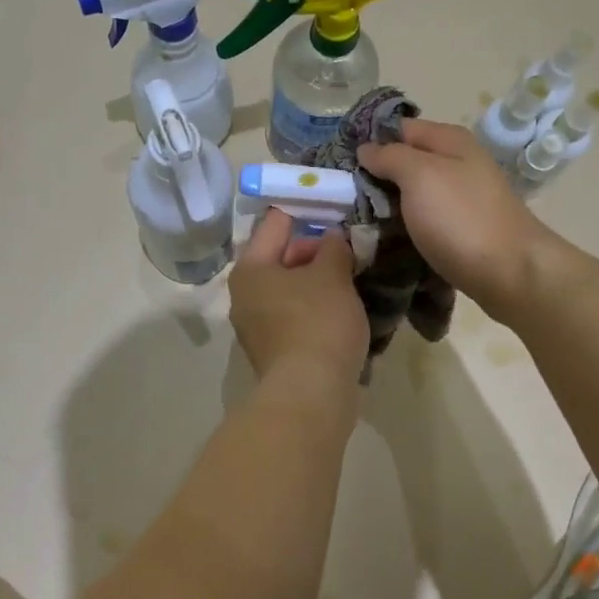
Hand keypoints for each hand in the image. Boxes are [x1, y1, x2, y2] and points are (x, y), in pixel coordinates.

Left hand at [229, 210, 368, 389]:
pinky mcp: (274, 350)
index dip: (307, 210)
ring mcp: (257, 325)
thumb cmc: (317, 322)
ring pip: (291, 289)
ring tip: (354, 276)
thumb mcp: (332, 274)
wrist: (311, 393)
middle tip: (352, 246)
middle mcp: (245, 294)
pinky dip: (317, 308)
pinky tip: (345, 309)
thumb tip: (332, 237)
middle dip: (317, 250)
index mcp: (250, 268)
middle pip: (282, 256)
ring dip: (320, 281)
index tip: (336, 205)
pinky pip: (297, 316)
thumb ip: (333, 247)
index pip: (276, 222)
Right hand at [357, 118, 561, 320]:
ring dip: (387, 204)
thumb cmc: (461, 218)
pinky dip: (404, 225)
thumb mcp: (420, 176)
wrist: (510, 272)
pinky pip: (423, 218)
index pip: (399, 128)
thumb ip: (390, 157)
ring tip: (354, 219)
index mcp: (450, 141)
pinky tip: (384, 237)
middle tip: (340, 196)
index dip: (369, 141)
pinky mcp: (460, 228)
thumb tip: (366, 149)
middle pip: (406, 161)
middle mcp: (458, 163)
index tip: (338, 163)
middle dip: (375, 176)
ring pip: (413, 193)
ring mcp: (461, 197)